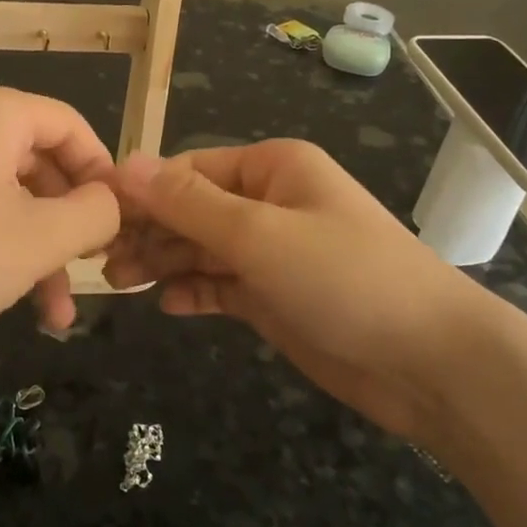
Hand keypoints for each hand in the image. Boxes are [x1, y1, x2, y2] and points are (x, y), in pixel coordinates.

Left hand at [0, 83, 120, 353]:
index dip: (104, 175)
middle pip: (40, 162)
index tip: (120, 225)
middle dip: (69, 224)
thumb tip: (112, 201)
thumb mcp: (36, 241)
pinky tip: (9, 297)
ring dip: (36, 247)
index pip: (72, 127)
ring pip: (6, 193)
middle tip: (88, 272)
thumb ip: (93, 215)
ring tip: (53, 312)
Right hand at [105, 141, 491, 438]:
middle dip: (149, 231)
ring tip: (121, 284)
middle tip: (102, 262)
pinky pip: (220, 285)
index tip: (94, 218)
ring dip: (163, 262)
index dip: (142, 192)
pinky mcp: (275, 296)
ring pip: (201, 248)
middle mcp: (269, 202)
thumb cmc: (345, 279)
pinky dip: (194, 291)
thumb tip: (125, 163)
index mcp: (271, 168)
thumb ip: (188, 203)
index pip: (188, 170)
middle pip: (191, 209)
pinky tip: (168, 305)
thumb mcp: (259, 234)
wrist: (432, 364)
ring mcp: (273, 252)